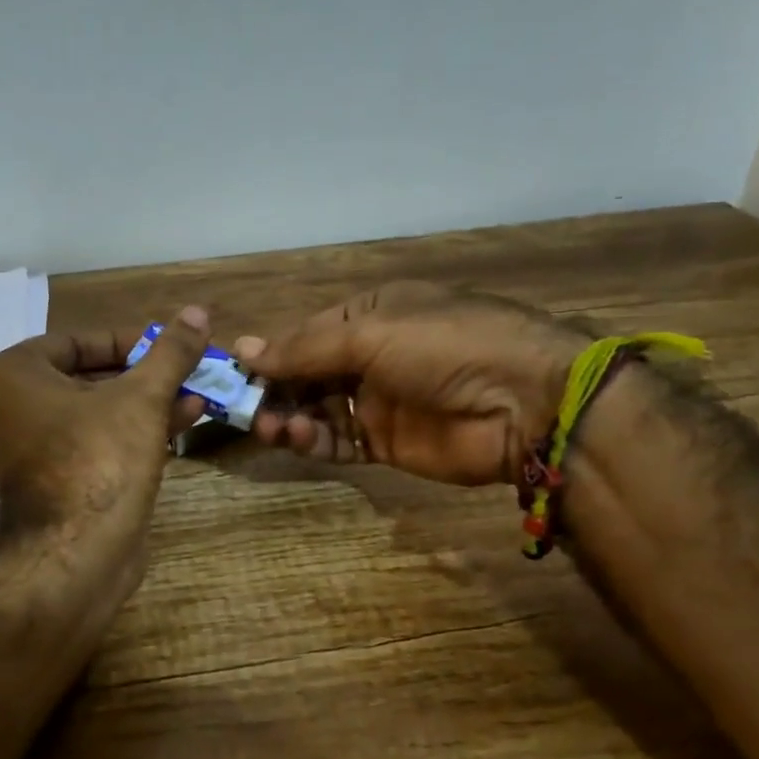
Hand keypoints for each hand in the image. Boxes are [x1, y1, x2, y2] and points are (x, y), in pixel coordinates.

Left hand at [0, 308, 210, 597]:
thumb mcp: (142, 396)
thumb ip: (169, 352)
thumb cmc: (98, 458)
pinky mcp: (52, 486)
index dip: (128, 340)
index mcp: (10, 377)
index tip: (168, 344)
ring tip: (197, 395)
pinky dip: (132, 433)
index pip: (75, 342)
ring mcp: (29, 453)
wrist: (76, 557)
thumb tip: (198, 311)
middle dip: (144, 376)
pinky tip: (182, 423)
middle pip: (88, 379)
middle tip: (187, 370)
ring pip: (95, 415)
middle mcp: (8, 411)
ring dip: (146, 404)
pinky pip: (93, 445)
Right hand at [234, 283, 585, 485]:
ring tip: (273, 425)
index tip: (235, 373)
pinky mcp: (386, 443)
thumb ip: (305, 347)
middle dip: (275, 389)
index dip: (271, 353)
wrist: (524, 402)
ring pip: (316, 410)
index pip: (306, 334)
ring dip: (289, 416)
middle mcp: (370, 356)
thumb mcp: (371, 333)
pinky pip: (337, 442)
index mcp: (369, 315)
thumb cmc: (444, 346)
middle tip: (245, 408)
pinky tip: (296, 439)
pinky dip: (313, 442)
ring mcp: (378, 401)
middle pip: (306, 374)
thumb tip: (242, 349)